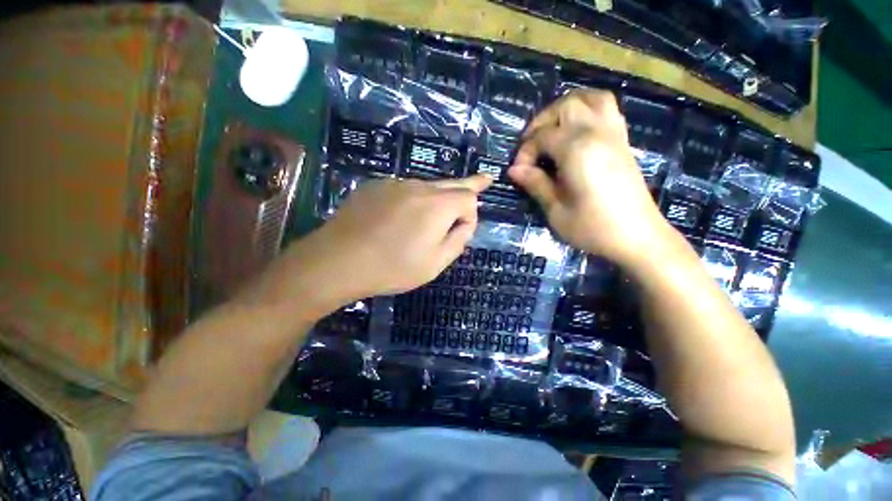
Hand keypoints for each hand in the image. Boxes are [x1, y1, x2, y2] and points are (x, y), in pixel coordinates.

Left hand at [252, 176, 491, 313]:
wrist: (338, 261)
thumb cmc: (392, 268)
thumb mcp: (435, 263)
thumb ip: (458, 240)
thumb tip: (465, 222)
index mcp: (437, 205)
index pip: (469, 198)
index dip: (471, 216)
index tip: (462, 233)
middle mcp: (419, 186)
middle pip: (452, 183)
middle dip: (471, 184)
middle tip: (485, 179)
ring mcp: (395, 183)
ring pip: (427, 187)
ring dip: (436, 199)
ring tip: (431, 218)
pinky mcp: (375, 186)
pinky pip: (404, 190)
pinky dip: (412, 201)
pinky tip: (400, 219)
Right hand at [508, 89, 672, 265]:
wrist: (638, 237)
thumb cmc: (593, 227)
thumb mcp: (556, 210)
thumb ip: (535, 184)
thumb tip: (513, 170)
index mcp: (577, 150)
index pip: (542, 136)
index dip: (525, 152)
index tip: (519, 172)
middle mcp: (597, 132)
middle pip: (566, 105)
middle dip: (542, 122)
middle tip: (531, 146)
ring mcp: (614, 134)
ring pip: (591, 98)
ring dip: (566, 108)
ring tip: (552, 129)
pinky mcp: (623, 141)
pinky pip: (607, 109)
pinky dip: (588, 109)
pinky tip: (576, 131)